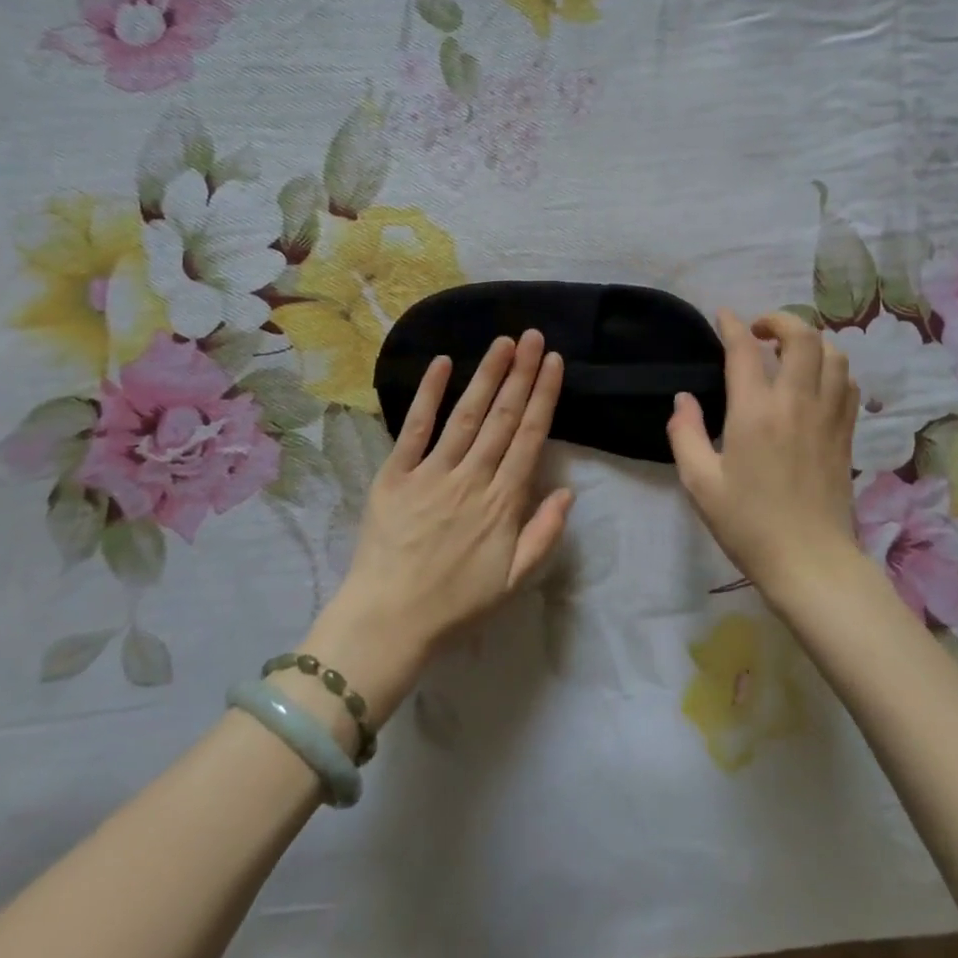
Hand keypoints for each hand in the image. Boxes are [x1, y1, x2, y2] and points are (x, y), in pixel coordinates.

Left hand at [331, 330, 574, 660]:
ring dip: (487, 375)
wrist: (388, 621)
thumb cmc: (456, 603)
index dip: (544, 396)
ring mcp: (432, 473)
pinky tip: (443, 364)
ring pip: (466, 414)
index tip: (554, 362)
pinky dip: (429, 395)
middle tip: (534, 336)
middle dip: (522, 373)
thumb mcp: (515, 580)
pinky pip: (415, 429)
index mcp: (503, 501)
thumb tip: (568, 490)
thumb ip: (545, 534)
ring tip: (504, 342)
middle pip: (502, 416)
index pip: (530, 436)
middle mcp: (472, 477)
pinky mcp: (396, 475)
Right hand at [665, 310, 860, 597]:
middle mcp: (796, 403)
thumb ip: (685, 434)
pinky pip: (847, 383)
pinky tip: (815, 382)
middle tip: (759, 332)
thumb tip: (683, 399)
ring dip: (810, 342)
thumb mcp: (700, 483)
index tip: (724, 316)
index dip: (732, 325)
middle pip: (803, 337)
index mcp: (755, 412)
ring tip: (789, 353)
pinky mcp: (846, 433)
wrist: (810, 563)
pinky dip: (832, 368)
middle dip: (779, 321)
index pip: (745, 349)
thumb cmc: (748, 524)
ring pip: (833, 354)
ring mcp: (828, 416)